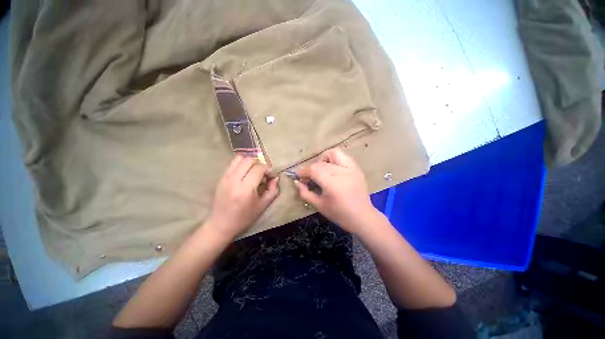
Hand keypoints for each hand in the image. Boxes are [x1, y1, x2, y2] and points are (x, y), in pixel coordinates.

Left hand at [207, 156, 279, 239]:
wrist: (221, 224)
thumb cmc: (244, 218)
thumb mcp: (263, 206)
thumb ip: (273, 190)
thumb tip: (276, 178)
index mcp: (245, 189)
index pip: (259, 168)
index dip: (269, 169)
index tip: (272, 176)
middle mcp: (234, 180)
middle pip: (249, 160)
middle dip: (260, 165)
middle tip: (264, 174)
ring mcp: (225, 177)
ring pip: (240, 158)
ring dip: (250, 162)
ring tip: (254, 172)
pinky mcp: (221, 178)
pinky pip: (233, 163)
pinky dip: (242, 164)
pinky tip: (245, 174)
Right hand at [295, 148, 378, 233]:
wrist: (363, 216)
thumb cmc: (339, 214)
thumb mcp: (319, 205)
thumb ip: (305, 193)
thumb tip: (296, 181)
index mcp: (332, 183)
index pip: (313, 169)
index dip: (303, 172)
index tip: (299, 177)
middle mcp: (341, 172)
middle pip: (320, 163)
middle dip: (311, 169)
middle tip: (310, 178)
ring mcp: (351, 168)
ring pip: (333, 153)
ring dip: (323, 159)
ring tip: (322, 170)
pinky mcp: (356, 168)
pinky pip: (343, 156)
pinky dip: (335, 159)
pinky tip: (333, 168)